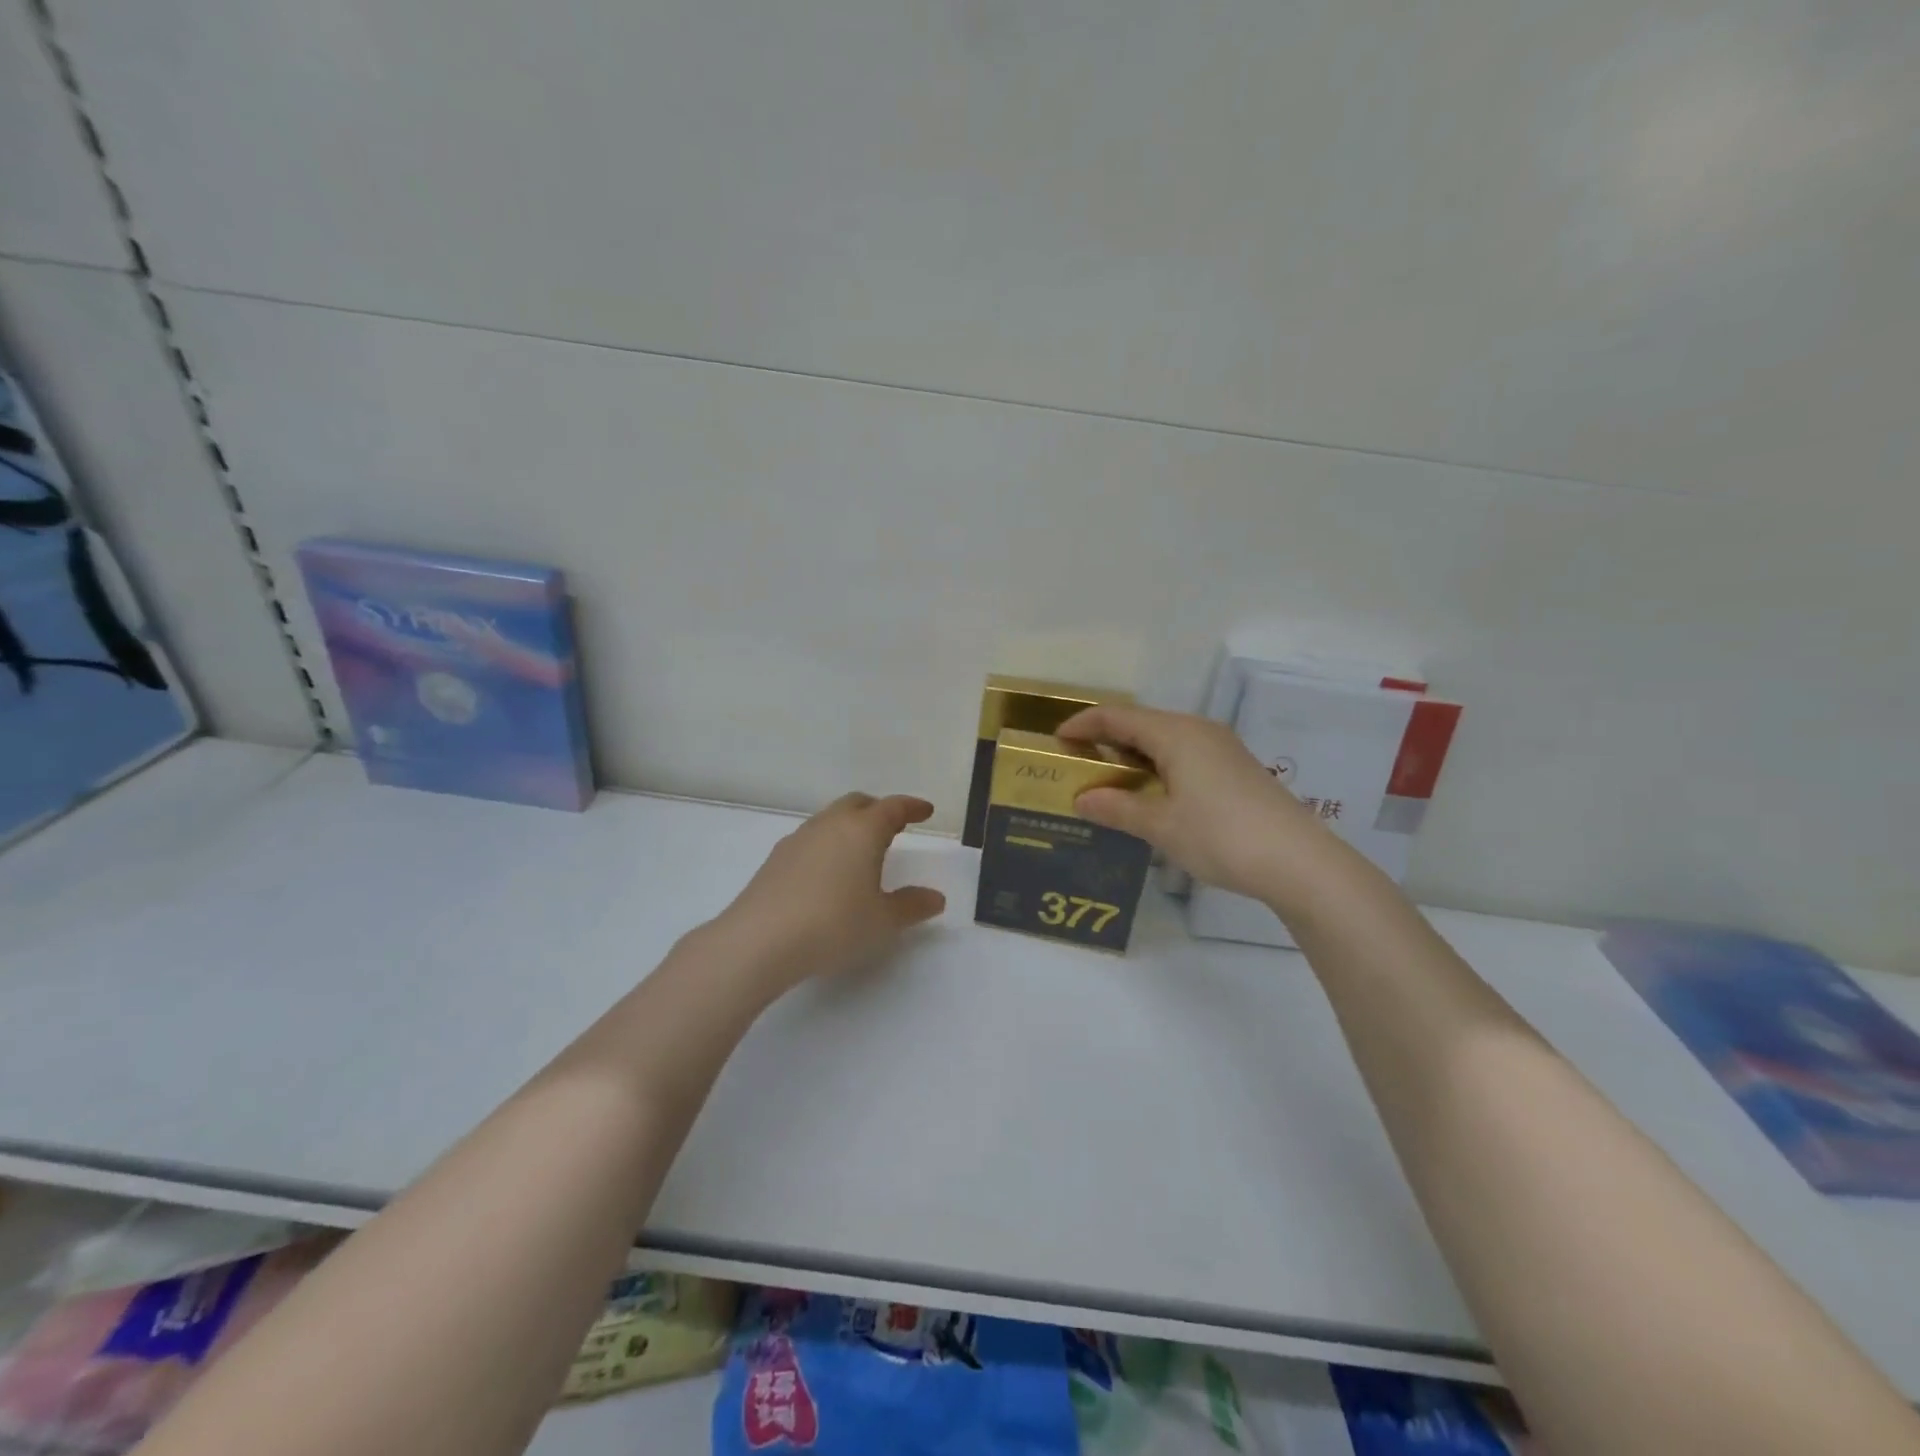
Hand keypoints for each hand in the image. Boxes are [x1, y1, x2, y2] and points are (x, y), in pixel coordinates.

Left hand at [715, 793, 946, 991]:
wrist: (760, 940)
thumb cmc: (833, 924)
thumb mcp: (883, 921)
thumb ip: (912, 906)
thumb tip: (935, 898)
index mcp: (862, 831)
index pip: (892, 807)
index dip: (912, 807)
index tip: (925, 811)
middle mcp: (830, 825)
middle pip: (858, 804)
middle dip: (879, 810)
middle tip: (895, 827)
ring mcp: (798, 839)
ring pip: (831, 819)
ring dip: (850, 826)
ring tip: (862, 850)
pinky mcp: (776, 859)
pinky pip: (811, 839)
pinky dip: (828, 844)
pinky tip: (828, 872)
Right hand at [1057, 703, 1326, 903]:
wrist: (1299, 861)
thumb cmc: (1221, 836)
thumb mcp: (1161, 826)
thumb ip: (1118, 808)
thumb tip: (1082, 799)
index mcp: (1176, 734)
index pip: (1118, 717)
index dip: (1084, 724)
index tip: (1056, 740)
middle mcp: (1198, 730)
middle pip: (1142, 723)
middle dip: (1106, 739)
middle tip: (1078, 762)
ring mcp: (1221, 748)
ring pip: (1165, 739)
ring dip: (1133, 754)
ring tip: (1108, 779)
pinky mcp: (1235, 768)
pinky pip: (1184, 754)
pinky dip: (1157, 765)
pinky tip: (1151, 793)